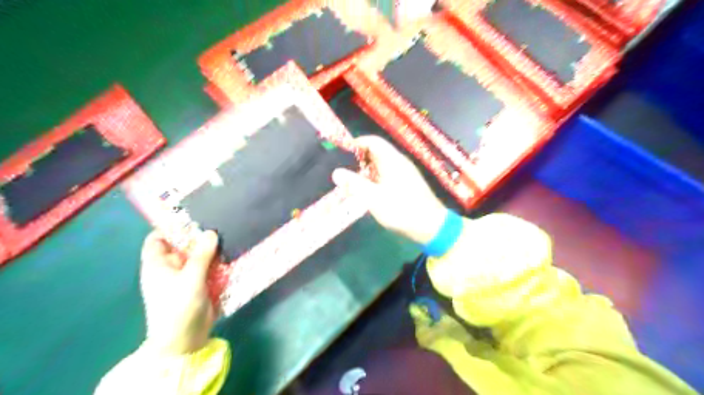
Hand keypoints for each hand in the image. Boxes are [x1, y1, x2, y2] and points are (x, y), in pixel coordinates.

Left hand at [141, 228, 219, 354]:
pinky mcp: (199, 285)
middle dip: (198, 236)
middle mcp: (170, 268)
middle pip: (182, 245)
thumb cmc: (179, 307)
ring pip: (198, 256)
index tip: (192, 217)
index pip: (157, 239)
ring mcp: (186, 277)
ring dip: (211, 249)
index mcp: (157, 265)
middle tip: (218, 222)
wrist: (185, 340)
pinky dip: (217, 261)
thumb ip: (201, 255)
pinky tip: (231, 254)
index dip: (170, 227)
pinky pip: (208, 267)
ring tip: (229, 234)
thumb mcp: (190, 278)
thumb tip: (211, 232)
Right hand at [334, 136, 444, 243]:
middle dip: (359, 160)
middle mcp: (399, 163)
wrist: (431, 226)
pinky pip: (387, 175)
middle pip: (377, 153)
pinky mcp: (407, 184)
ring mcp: (405, 174)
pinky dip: (375, 180)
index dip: (357, 143)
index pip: (373, 141)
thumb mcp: (374, 198)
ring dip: (366, 172)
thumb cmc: (401, 210)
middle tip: (345, 172)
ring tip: (353, 185)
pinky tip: (369, 193)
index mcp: (392, 160)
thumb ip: (354, 184)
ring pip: (381, 166)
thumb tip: (336, 173)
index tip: (341, 152)